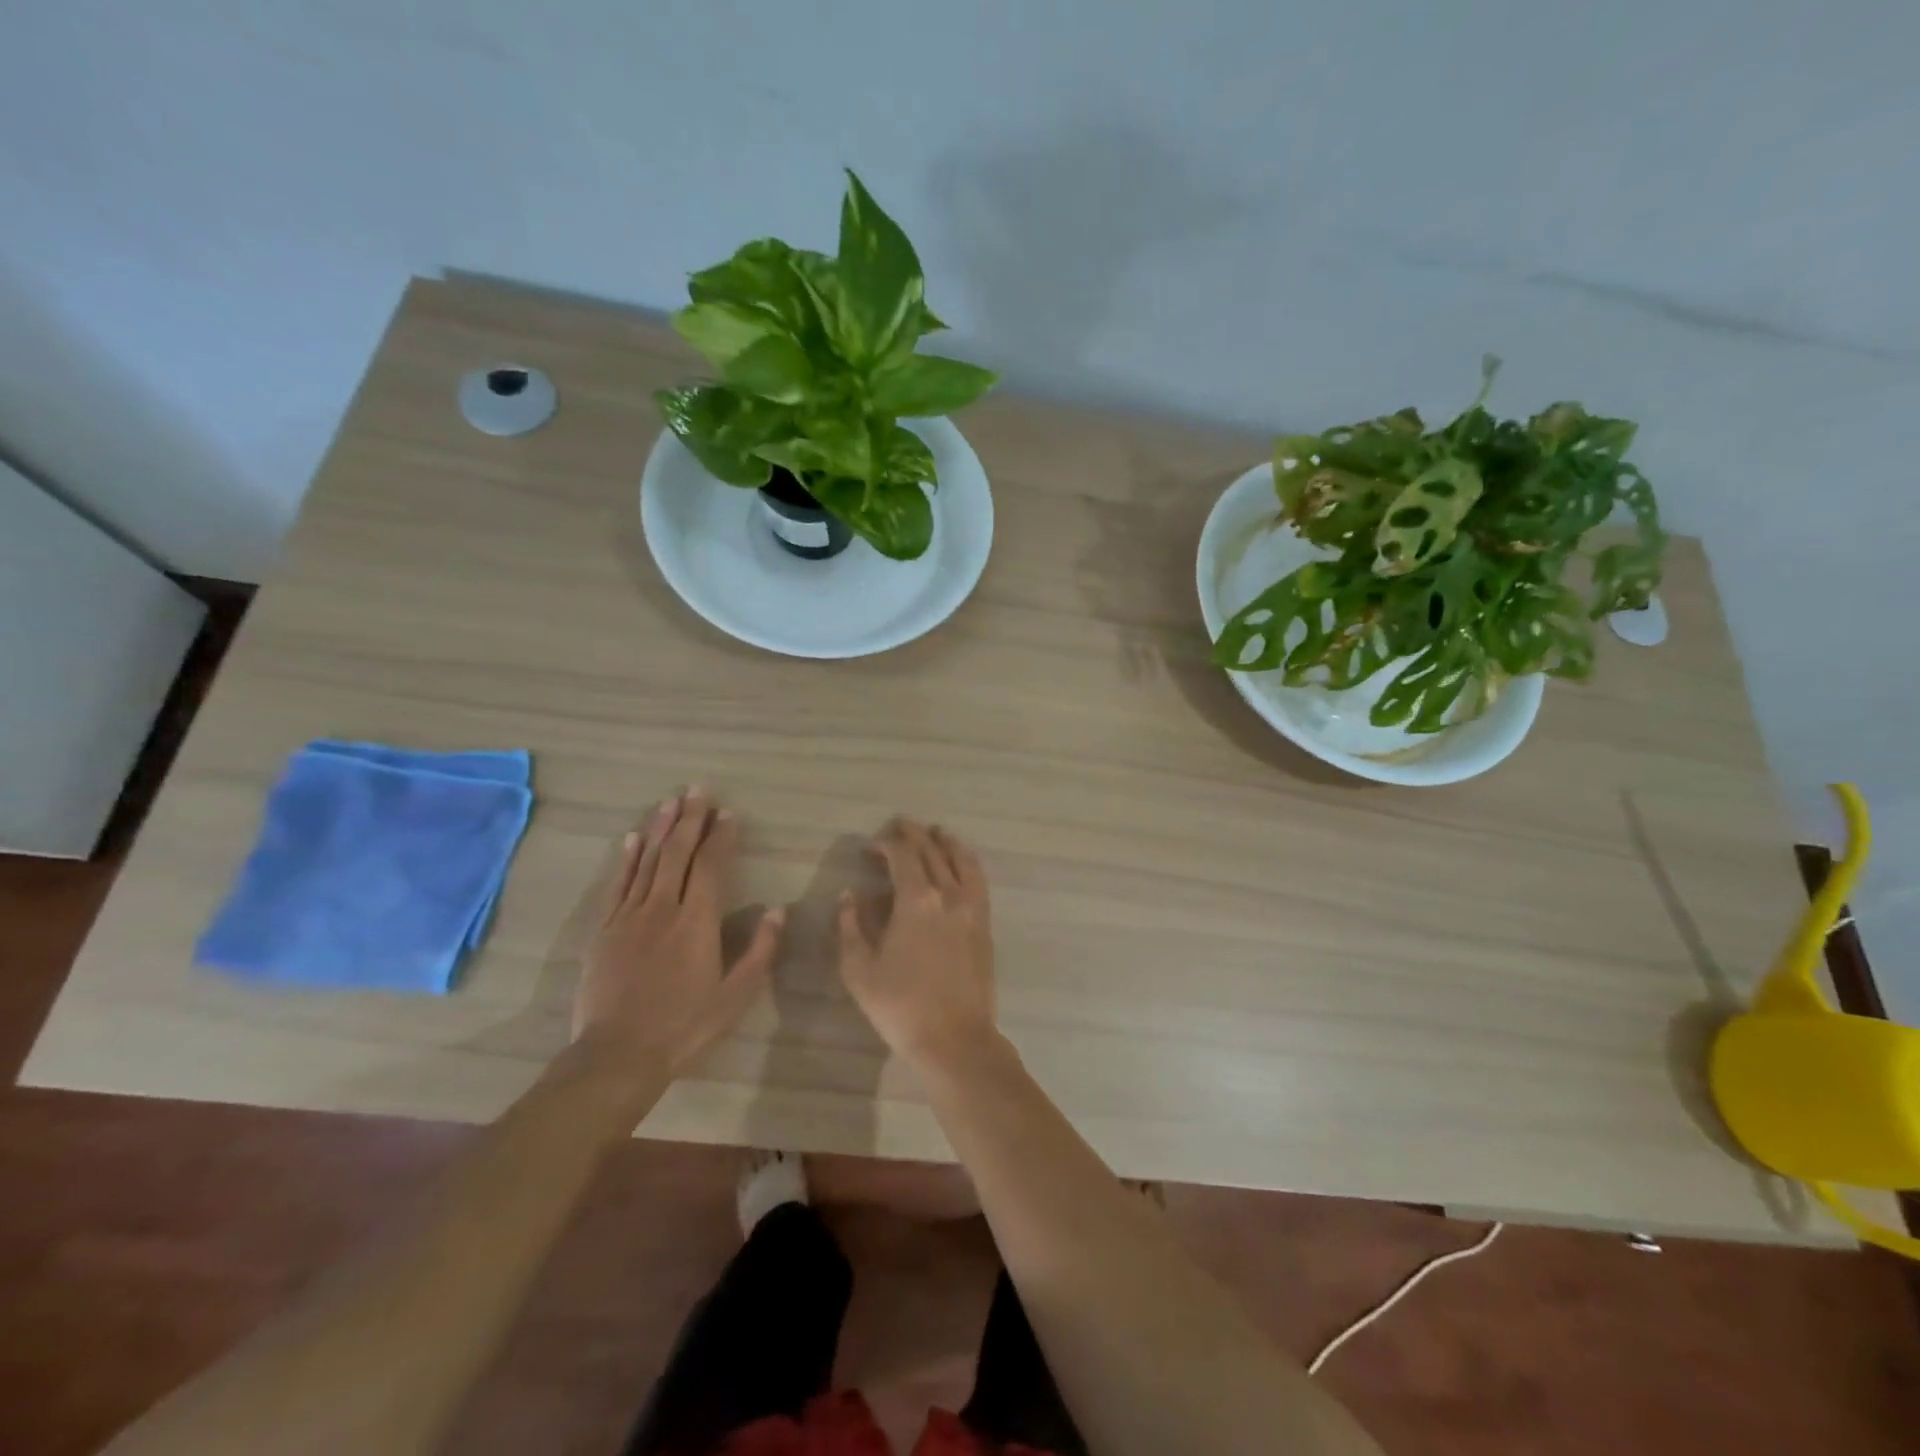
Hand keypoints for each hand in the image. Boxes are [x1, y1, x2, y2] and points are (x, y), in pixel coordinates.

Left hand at [575, 789, 783, 1077]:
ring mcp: (629, 916)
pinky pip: (617, 884)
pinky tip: (633, 838)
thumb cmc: (684, 1026)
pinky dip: (627, 858)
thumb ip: (760, 951)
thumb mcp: (735, 996)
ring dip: (661, 828)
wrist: (617, 1055)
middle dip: (690, 819)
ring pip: (648, 861)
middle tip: (699, 790)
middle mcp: (663, 908)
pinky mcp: (604, 930)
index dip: (721, 836)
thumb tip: (779, 910)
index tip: (729, 813)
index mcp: (697, 921)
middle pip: (678, 853)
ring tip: (670, 801)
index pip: (711, 865)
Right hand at [838, 818, 996, 1066]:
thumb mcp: (859, 970)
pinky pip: (978, 880)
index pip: (903, 855)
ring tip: (935, 833)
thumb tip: (850, 895)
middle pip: (933, 851)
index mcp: (916, 901)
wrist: (955, 1039)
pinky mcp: (984, 924)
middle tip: (900, 826)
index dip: (886, 844)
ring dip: (946, 842)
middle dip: (914, 834)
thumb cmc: (900, 1006)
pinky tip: (961, 865)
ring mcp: (972, 908)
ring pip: (963, 860)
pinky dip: (967, 863)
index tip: (871, 846)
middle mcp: (949, 895)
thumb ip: (851, 926)